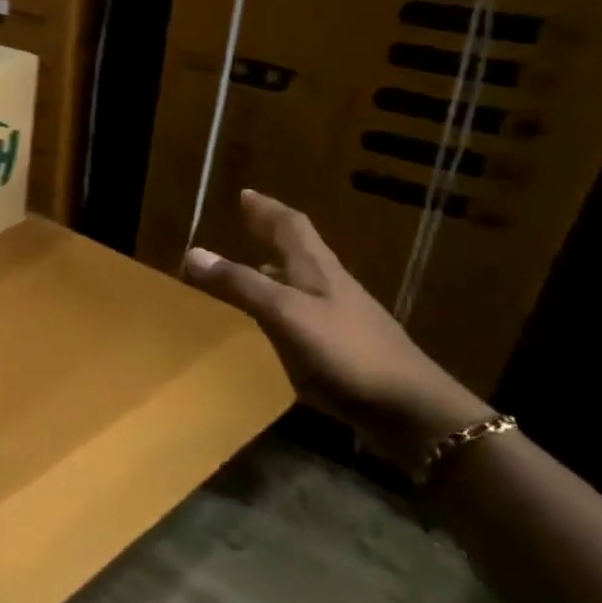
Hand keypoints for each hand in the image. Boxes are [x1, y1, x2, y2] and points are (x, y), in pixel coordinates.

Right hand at [182, 189, 490, 459]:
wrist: (408, 408)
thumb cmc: (345, 351)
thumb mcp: (284, 313)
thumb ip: (240, 284)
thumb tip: (194, 252)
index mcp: (318, 270)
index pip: (291, 226)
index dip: (267, 209)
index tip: (246, 195)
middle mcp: (329, 286)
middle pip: (299, 251)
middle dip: (271, 235)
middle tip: (245, 224)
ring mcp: (339, 318)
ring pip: (301, 282)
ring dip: (275, 270)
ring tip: (248, 270)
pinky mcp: (342, 347)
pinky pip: (302, 314)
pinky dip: (281, 306)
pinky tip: (270, 324)